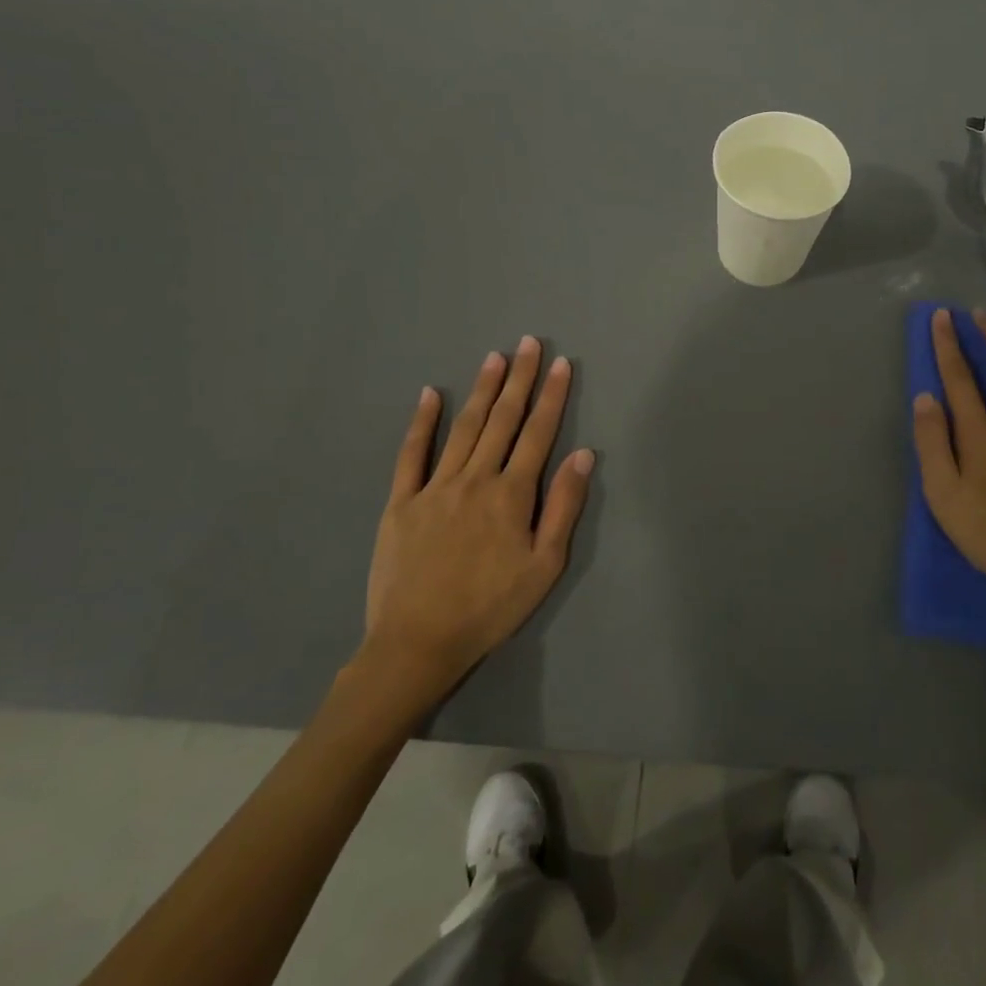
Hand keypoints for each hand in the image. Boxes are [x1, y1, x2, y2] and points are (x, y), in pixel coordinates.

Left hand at [359, 337, 594, 701]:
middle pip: (503, 420)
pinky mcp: (401, 502)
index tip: (561, 364)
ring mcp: (434, 487)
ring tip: (495, 357)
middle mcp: (475, 479)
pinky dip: (422, 422)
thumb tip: (584, 455)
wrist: (418, 642)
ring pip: (464, 427)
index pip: (538, 433)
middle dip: (519, 379)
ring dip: (482, 390)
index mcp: (512, 494)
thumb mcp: (544, 565)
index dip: (552, 396)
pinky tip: (431, 394)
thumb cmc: (492, 607)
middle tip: (528, 343)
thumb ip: (563, 506)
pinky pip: (412, 454)